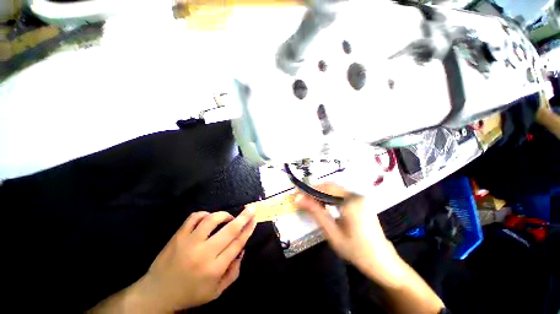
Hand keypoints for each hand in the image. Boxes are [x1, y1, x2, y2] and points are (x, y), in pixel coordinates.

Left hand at [130, 209, 256, 311]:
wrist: (157, 293)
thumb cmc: (190, 293)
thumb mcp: (216, 292)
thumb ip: (233, 272)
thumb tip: (242, 249)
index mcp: (214, 269)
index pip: (237, 244)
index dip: (248, 230)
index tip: (254, 220)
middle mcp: (204, 253)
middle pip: (229, 230)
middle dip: (244, 217)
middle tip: (251, 209)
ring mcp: (189, 242)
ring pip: (212, 219)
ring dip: (224, 215)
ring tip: (228, 217)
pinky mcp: (178, 236)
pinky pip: (194, 217)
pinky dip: (205, 214)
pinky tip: (208, 218)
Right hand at [294, 183, 405, 287]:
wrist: (382, 262)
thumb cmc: (356, 251)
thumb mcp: (332, 233)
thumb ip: (315, 212)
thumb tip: (299, 199)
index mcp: (351, 202)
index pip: (325, 188)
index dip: (310, 189)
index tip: (297, 193)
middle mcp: (357, 195)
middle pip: (330, 187)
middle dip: (315, 191)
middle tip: (302, 199)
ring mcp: (360, 198)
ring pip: (335, 189)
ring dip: (321, 194)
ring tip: (311, 203)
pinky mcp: (361, 202)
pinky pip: (341, 194)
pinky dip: (330, 197)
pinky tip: (324, 206)